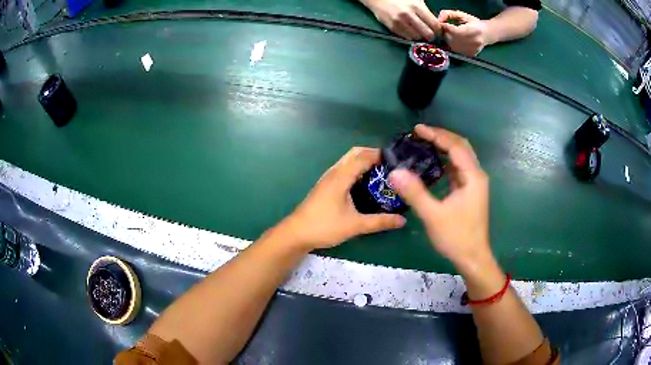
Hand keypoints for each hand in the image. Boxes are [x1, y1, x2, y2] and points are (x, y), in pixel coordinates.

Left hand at [279, 147, 405, 250]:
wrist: (296, 234)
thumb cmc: (324, 226)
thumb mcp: (355, 225)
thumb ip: (380, 222)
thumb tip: (402, 220)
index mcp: (341, 177)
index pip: (363, 157)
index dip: (380, 155)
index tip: (397, 160)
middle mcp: (334, 172)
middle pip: (355, 153)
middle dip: (373, 155)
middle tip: (390, 166)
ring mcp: (328, 178)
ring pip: (348, 161)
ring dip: (364, 161)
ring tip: (382, 173)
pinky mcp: (325, 185)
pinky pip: (343, 170)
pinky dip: (356, 169)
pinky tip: (365, 183)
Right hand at [362, 0, 440, 40]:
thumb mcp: (416, 0)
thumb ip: (426, 11)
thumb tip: (436, 23)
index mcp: (417, 6)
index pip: (435, 25)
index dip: (439, 30)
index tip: (438, 30)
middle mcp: (408, 15)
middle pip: (428, 34)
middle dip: (431, 35)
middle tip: (430, 33)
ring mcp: (399, 22)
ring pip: (418, 37)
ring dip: (420, 36)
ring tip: (418, 30)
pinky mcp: (392, 28)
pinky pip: (407, 37)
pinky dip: (410, 35)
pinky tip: (409, 30)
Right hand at [388, 125, 490, 270]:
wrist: (473, 258)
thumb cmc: (457, 237)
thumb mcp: (434, 215)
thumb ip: (415, 193)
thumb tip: (394, 171)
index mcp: (473, 177)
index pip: (455, 146)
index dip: (437, 135)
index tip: (417, 130)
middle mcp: (476, 176)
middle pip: (461, 147)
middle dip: (441, 137)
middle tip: (419, 134)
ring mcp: (474, 184)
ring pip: (460, 158)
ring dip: (443, 148)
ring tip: (423, 144)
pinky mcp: (469, 192)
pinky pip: (457, 170)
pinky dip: (445, 162)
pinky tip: (431, 166)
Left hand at [438, 10, 492, 55]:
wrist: (488, 34)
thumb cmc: (474, 22)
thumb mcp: (462, 14)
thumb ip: (448, 14)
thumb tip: (438, 19)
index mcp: (472, 30)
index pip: (451, 29)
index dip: (444, 26)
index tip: (443, 23)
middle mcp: (472, 42)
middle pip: (450, 38)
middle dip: (445, 33)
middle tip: (448, 29)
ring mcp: (472, 50)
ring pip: (451, 45)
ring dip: (448, 39)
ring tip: (453, 34)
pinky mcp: (470, 55)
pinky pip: (456, 50)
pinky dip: (453, 45)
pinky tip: (457, 40)